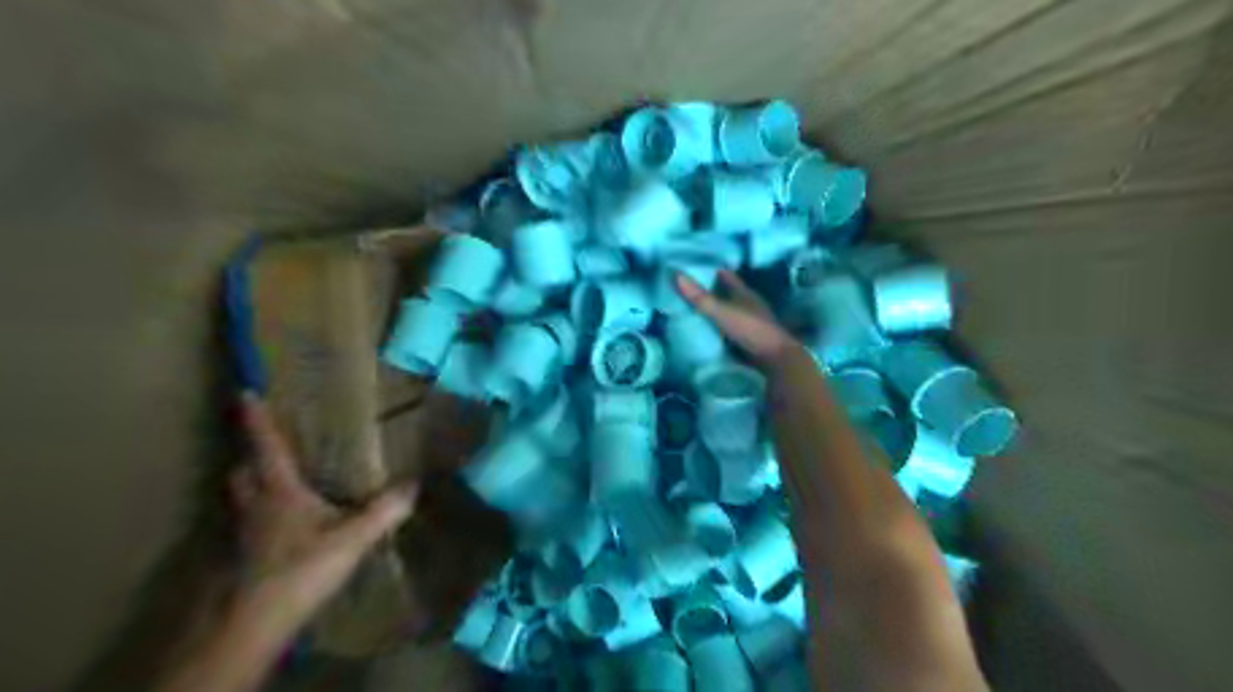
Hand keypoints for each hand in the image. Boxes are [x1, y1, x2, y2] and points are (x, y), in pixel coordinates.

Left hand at [226, 396, 420, 636]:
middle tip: (268, 448)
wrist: (256, 622)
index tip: (245, 393)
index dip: (257, 421)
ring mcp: (246, 534)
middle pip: (244, 474)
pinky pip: (250, 525)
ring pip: (242, 499)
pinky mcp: (246, 557)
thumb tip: (414, 484)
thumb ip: (384, 511)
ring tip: (277, 482)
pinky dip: (261, 516)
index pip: (266, 448)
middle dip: (252, 457)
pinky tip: (283, 527)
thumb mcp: (351, 538)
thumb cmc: (300, 570)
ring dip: (254, 486)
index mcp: (279, 492)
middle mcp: (256, 507)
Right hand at [672, 272, 800, 367]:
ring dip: (715, 309)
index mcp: (744, 293)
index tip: (694, 268)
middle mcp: (748, 304)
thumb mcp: (721, 312)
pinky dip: (718, 326)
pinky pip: (729, 328)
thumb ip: (699, 297)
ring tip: (692, 309)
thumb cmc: (750, 329)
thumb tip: (675, 274)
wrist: (774, 358)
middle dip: (710, 290)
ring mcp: (750, 322)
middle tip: (688, 289)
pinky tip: (706, 330)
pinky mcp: (749, 338)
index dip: (712, 270)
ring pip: (729, 310)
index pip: (726, 276)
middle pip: (727, 293)